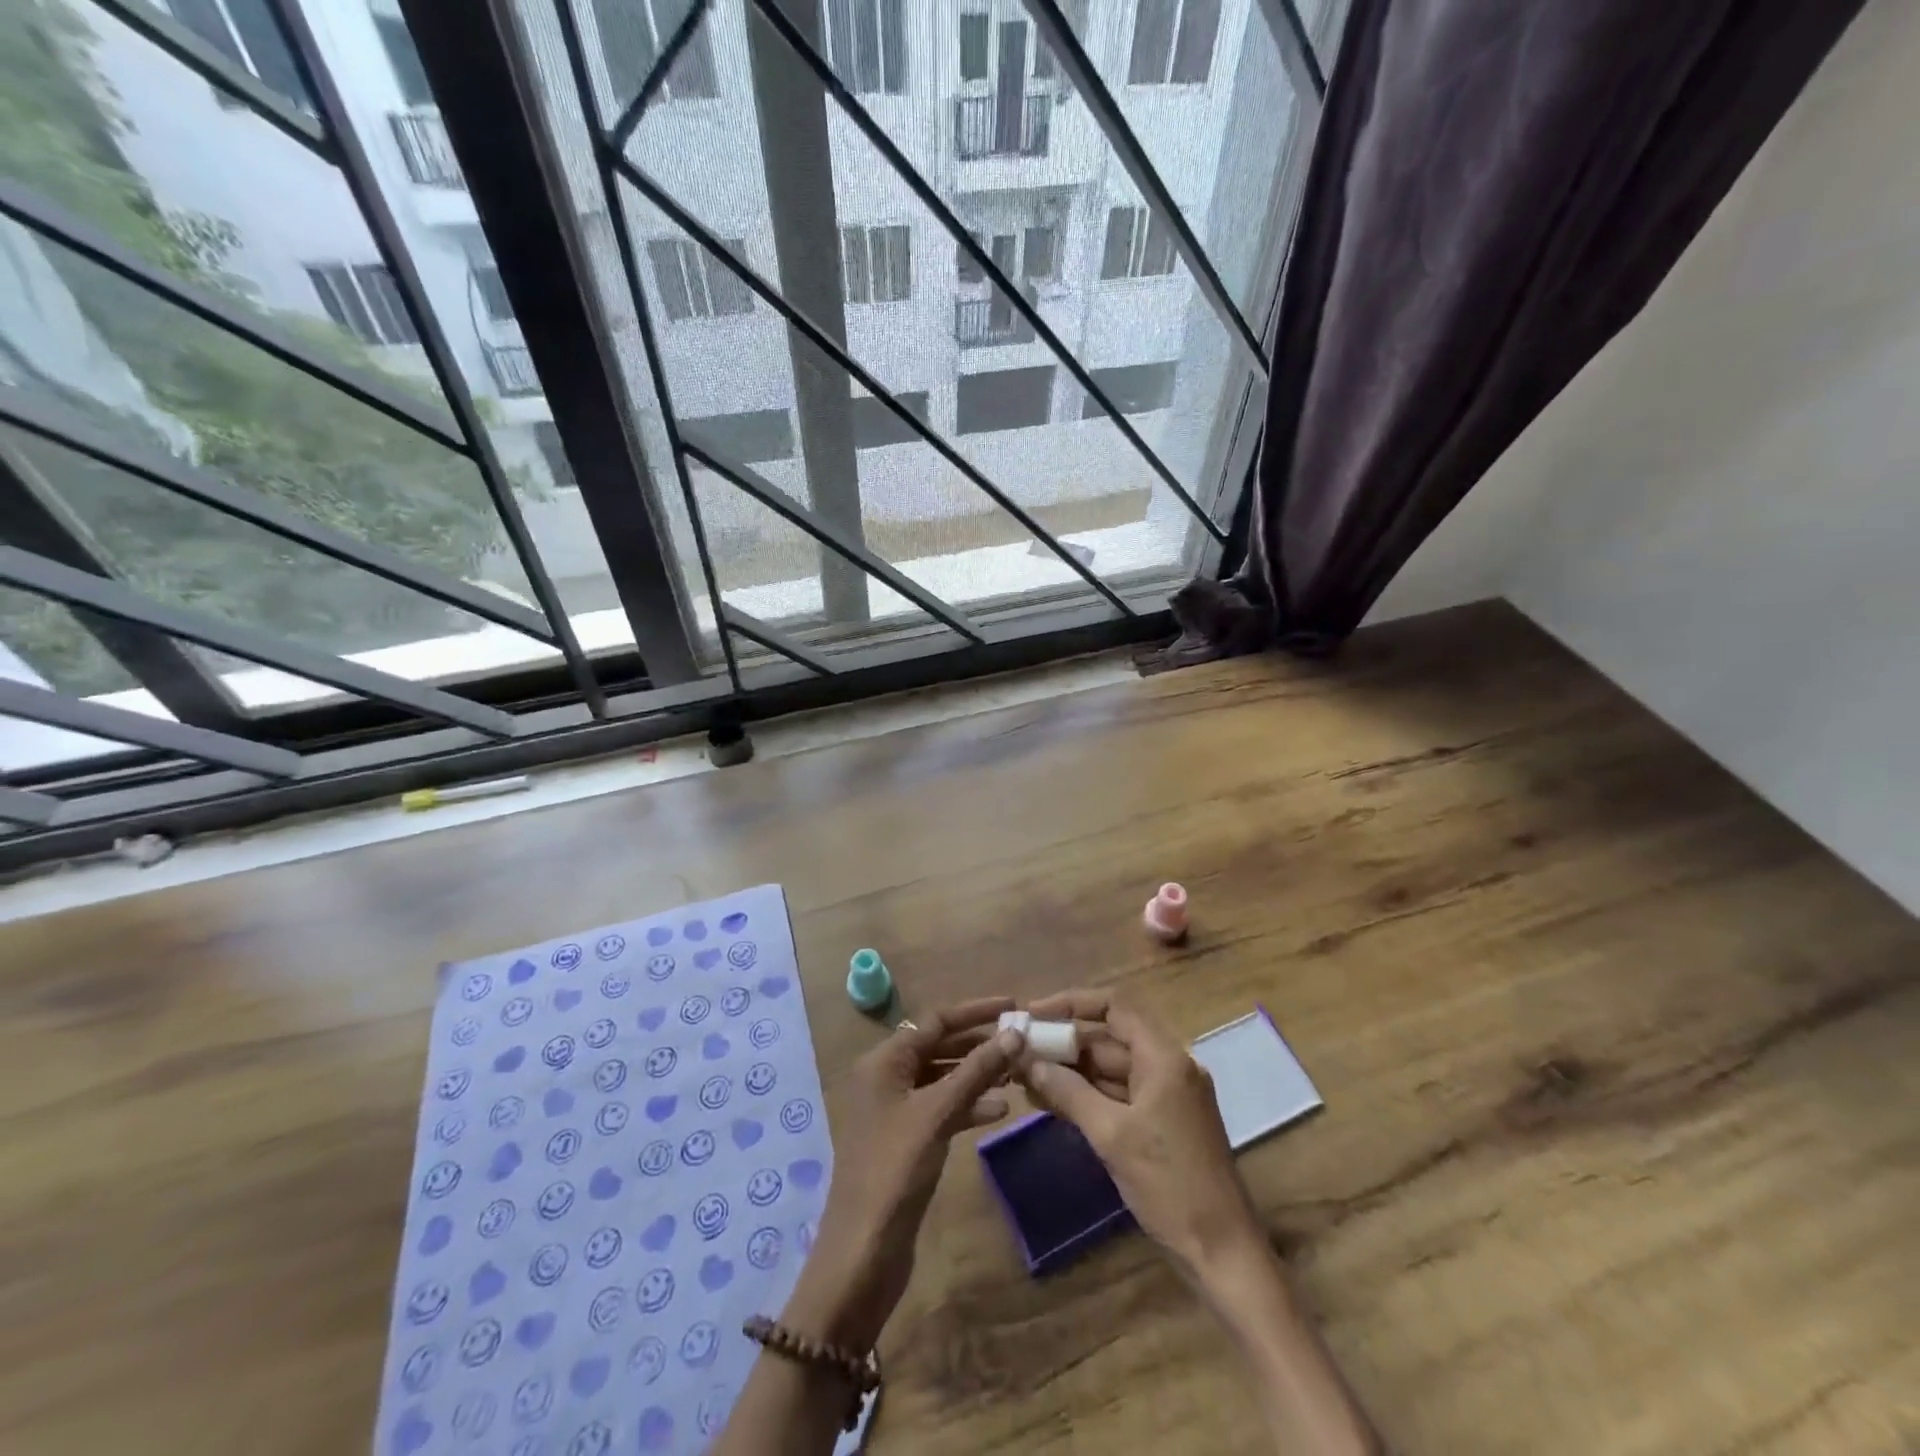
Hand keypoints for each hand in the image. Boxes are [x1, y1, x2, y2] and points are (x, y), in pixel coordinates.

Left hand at [785, 998, 1022, 1349]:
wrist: (862, 1255)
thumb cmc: (895, 1171)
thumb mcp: (938, 1114)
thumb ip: (976, 1071)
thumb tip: (1015, 1033)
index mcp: (884, 1061)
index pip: (936, 1020)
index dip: (975, 1011)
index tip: (1013, 1004)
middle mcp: (887, 1077)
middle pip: (939, 1046)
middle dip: (979, 1043)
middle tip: (1022, 1041)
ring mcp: (895, 1110)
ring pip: (943, 1078)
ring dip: (977, 1074)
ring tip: (1017, 1074)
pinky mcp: (906, 1140)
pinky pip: (942, 1108)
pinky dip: (969, 1105)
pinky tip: (1000, 1111)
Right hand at [1017, 989, 1261, 1279]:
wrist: (1223, 1253)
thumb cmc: (1170, 1186)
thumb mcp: (1111, 1136)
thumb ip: (1068, 1092)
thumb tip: (1028, 1061)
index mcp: (1165, 1058)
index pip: (1115, 1007)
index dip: (1072, 1004)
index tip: (1034, 1013)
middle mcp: (1168, 1066)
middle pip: (1110, 1038)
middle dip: (1064, 1044)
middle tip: (1020, 1052)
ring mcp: (1167, 1096)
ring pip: (1111, 1069)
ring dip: (1071, 1072)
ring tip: (1024, 1078)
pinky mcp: (1163, 1123)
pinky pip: (1119, 1095)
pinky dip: (1087, 1096)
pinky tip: (1051, 1102)